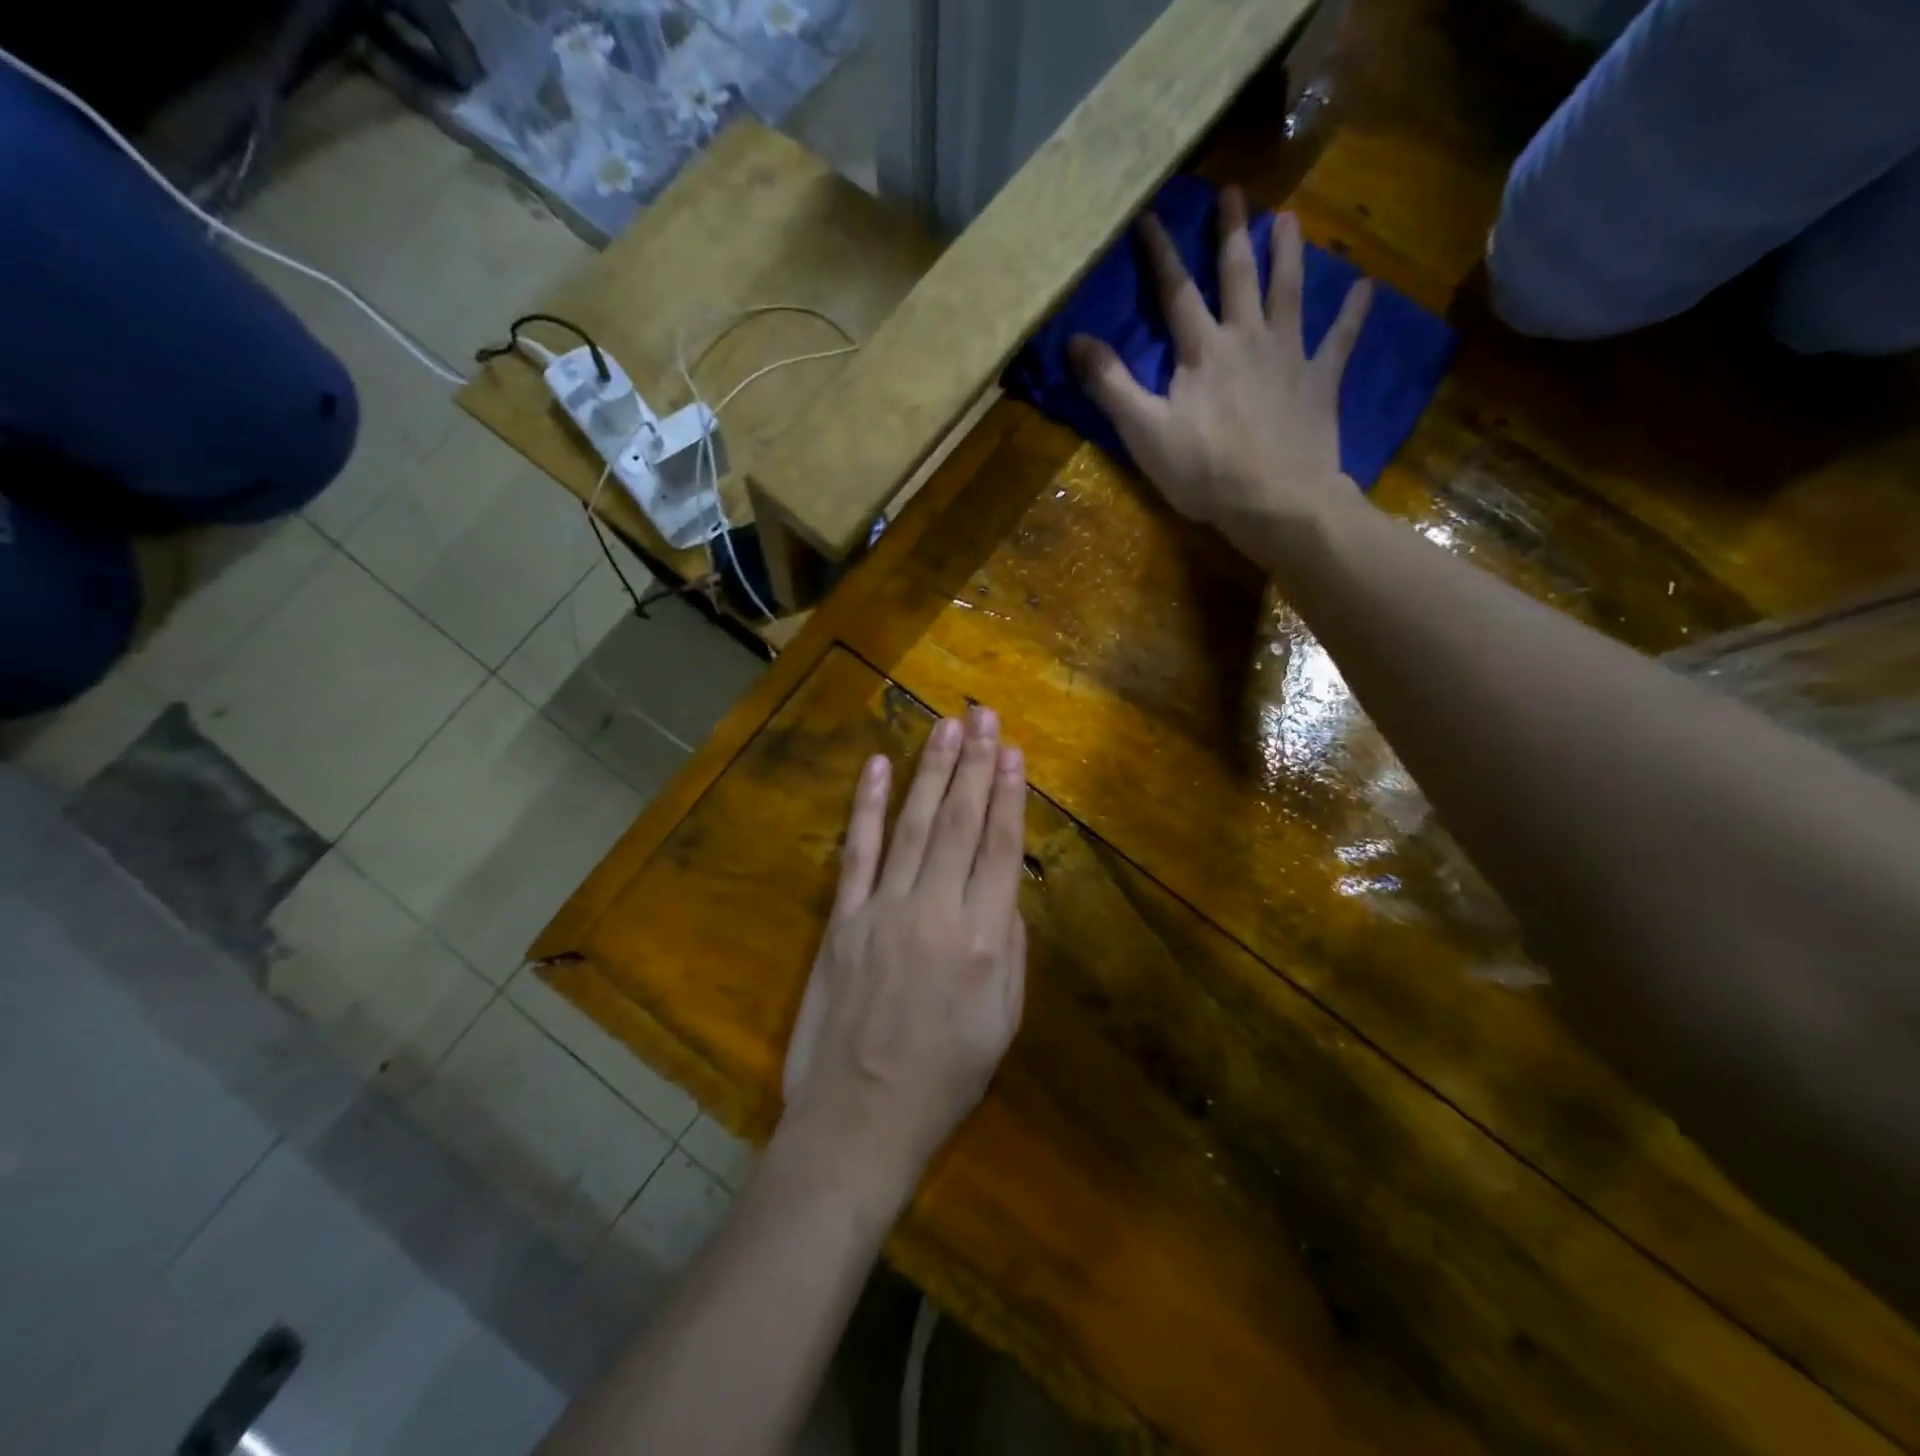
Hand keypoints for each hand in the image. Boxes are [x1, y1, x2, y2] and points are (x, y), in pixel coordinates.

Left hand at [779, 707, 1027, 1216]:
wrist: (858, 1122)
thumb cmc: (944, 1081)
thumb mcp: (1002, 1024)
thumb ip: (1010, 949)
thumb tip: (1005, 890)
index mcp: (983, 941)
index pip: (1000, 848)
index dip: (1009, 795)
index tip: (1013, 751)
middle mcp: (935, 912)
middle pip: (959, 823)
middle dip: (974, 764)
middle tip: (984, 716)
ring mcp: (883, 910)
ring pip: (912, 825)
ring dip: (931, 771)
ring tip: (946, 726)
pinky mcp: (842, 920)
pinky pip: (858, 852)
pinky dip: (868, 807)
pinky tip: (879, 767)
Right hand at [1069, 188, 1372, 550]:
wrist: (1273, 500)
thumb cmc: (1203, 471)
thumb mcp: (1144, 432)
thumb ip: (1111, 385)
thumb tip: (1074, 340)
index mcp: (1202, 352)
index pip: (1176, 293)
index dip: (1161, 255)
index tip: (1150, 217)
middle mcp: (1247, 339)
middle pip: (1238, 276)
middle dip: (1232, 234)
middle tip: (1233, 194)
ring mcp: (1289, 356)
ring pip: (1289, 292)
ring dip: (1288, 253)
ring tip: (1289, 219)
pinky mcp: (1320, 382)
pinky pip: (1340, 340)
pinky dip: (1353, 313)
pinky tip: (1366, 287)